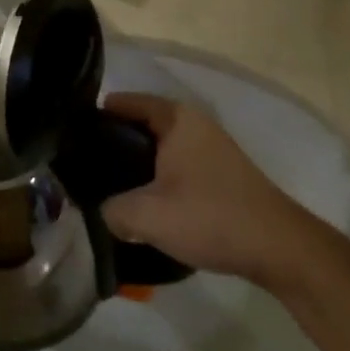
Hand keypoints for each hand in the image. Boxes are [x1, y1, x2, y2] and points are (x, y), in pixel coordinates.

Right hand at [99, 94, 310, 286]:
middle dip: (112, 145)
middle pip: (139, 125)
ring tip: (107, 190)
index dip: (94, 119)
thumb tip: (100, 209)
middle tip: (84, 171)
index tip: (70, 142)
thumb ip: (111, 210)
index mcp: (175, 118)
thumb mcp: (148, 216)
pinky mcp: (218, 171)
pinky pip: (175, 164)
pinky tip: (144, 203)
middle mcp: (193, 123)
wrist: (279, 247)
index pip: (123, 103)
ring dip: (135, 166)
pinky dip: (156, 177)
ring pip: (158, 148)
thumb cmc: (210, 217)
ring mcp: (209, 146)